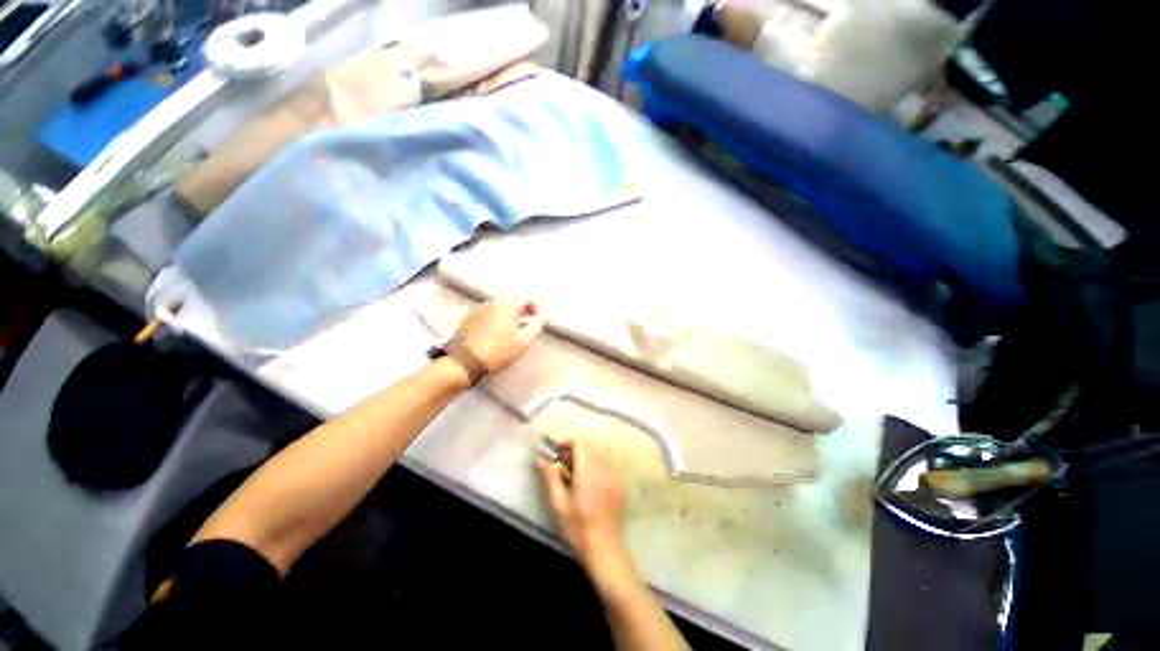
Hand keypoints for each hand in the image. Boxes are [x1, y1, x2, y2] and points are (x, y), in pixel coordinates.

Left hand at [452, 296, 544, 375]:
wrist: (463, 364)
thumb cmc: (497, 352)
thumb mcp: (524, 341)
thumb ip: (537, 325)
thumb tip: (542, 315)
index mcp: (507, 305)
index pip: (526, 296)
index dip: (536, 307)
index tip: (537, 320)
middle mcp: (492, 302)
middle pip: (512, 300)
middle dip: (522, 310)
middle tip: (527, 326)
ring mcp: (478, 309)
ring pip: (499, 307)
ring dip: (509, 315)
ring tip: (512, 333)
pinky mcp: (468, 319)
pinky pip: (488, 313)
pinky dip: (496, 320)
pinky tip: (496, 336)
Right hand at [537, 439, 626, 566]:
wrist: (604, 548)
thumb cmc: (577, 528)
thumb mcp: (558, 505)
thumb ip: (550, 478)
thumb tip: (540, 459)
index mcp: (587, 472)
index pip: (581, 442)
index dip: (569, 443)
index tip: (560, 453)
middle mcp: (602, 468)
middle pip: (592, 444)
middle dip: (578, 448)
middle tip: (567, 464)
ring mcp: (613, 475)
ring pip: (601, 452)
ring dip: (589, 455)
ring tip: (579, 471)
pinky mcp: (619, 484)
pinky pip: (609, 463)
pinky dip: (599, 464)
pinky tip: (592, 481)